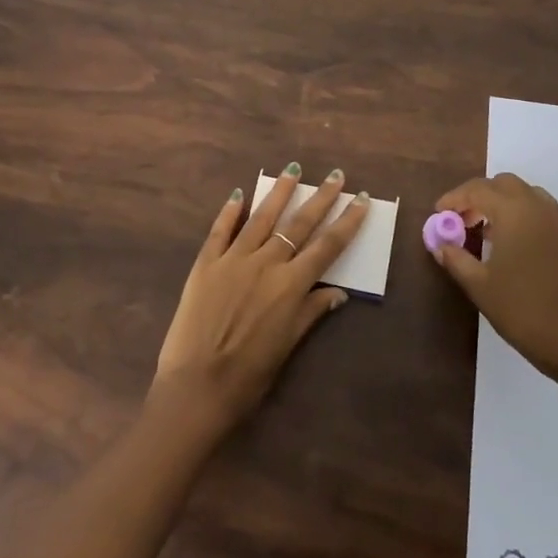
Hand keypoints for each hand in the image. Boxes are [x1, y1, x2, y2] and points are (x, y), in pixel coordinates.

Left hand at [153, 165, 365, 431]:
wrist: (196, 387)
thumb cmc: (248, 376)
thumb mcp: (287, 346)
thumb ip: (311, 313)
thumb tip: (338, 293)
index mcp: (290, 285)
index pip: (327, 246)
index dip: (347, 222)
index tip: (361, 199)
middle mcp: (266, 264)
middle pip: (299, 224)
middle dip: (320, 198)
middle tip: (336, 175)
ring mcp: (233, 260)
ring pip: (261, 218)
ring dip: (279, 192)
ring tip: (292, 170)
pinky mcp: (205, 264)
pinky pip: (220, 230)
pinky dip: (230, 211)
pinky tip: (239, 194)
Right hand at [429, 173, 557, 386]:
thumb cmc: (523, 311)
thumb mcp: (480, 286)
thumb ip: (456, 259)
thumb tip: (440, 245)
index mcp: (514, 212)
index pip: (477, 190)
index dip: (454, 198)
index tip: (438, 213)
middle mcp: (539, 208)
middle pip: (504, 184)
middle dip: (480, 195)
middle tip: (463, 220)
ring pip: (528, 195)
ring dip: (504, 204)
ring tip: (488, 232)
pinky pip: (544, 214)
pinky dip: (525, 217)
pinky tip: (516, 248)